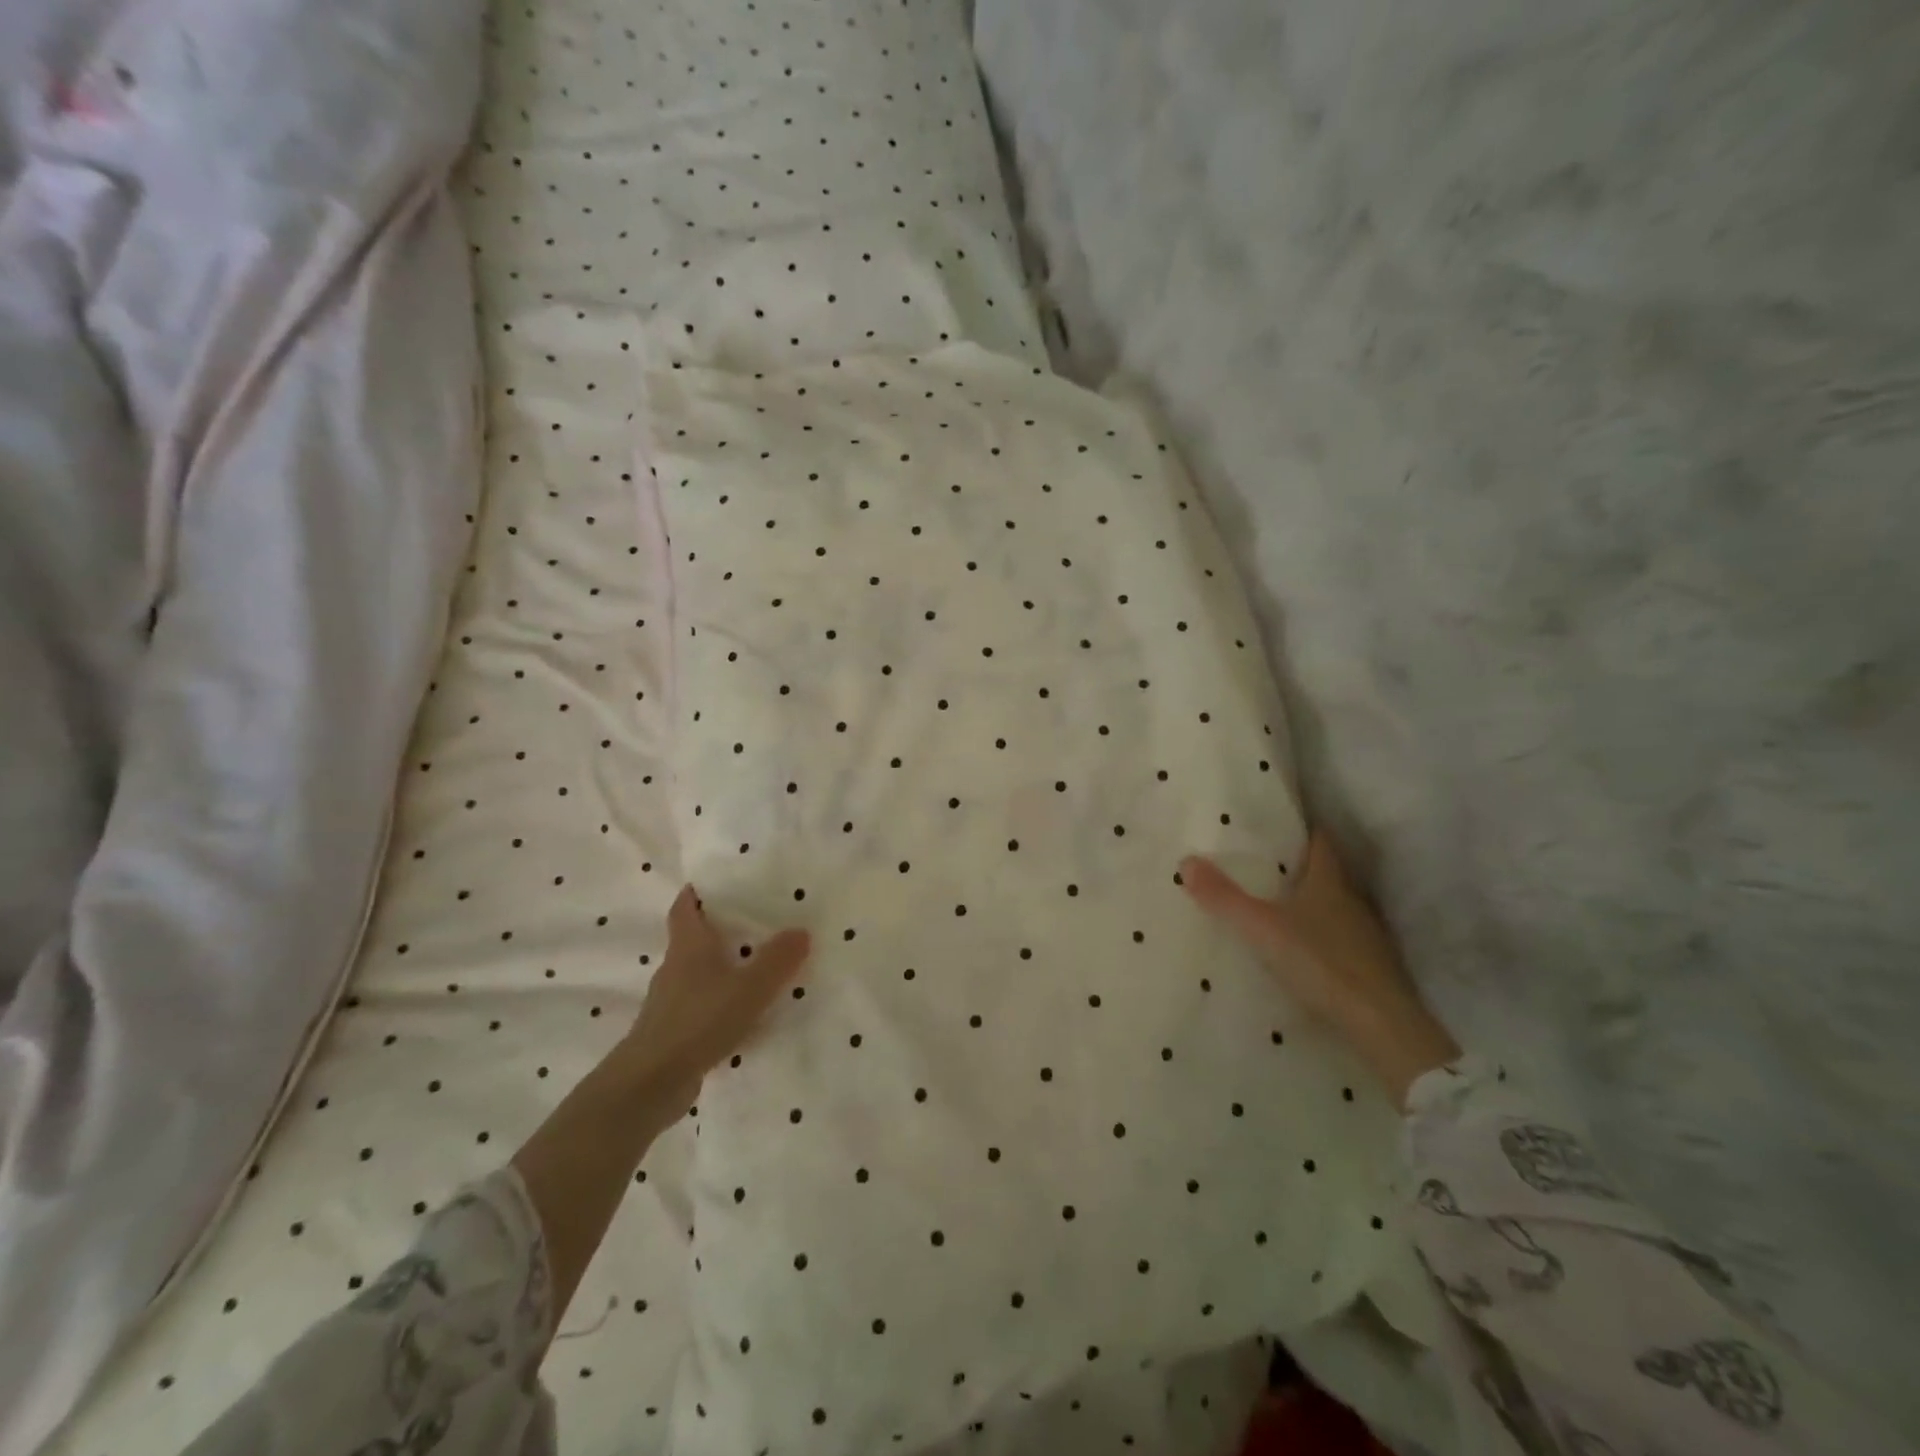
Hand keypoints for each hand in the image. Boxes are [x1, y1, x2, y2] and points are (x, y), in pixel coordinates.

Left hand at [616, 885, 811, 1113]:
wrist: (650, 1083)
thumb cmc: (699, 1020)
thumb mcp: (750, 987)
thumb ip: (778, 959)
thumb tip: (801, 930)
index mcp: (687, 947)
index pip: (684, 909)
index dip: (694, 894)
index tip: (710, 883)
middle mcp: (674, 969)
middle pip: (691, 940)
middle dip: (716, 931)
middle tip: (751, 923)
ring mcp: (669, 1004)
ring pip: (696, 976)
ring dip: (719, 970)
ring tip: (754, 970)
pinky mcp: (672, 1034)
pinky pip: (700, 1008)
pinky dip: (718, 1004)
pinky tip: (741, 1016)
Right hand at [1181, 832, 1458, 1107]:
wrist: (1380, 1023)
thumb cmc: (1321, 962)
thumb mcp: (1261, 928)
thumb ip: (1224, 897)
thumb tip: (1186, 860)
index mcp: (1329, 881)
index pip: (1320, 840)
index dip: (1300, 829)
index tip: (1276, 824)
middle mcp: (1351, 900)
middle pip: (1326, 872)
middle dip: (1297, 866)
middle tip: (1262, 863)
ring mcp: (1365, 935)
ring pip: (1333, 906)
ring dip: (1309, 902)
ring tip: (1274, 904)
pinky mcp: (1370, 966)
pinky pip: (1339, 938)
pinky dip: (1320, 936)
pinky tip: (1299, 948)